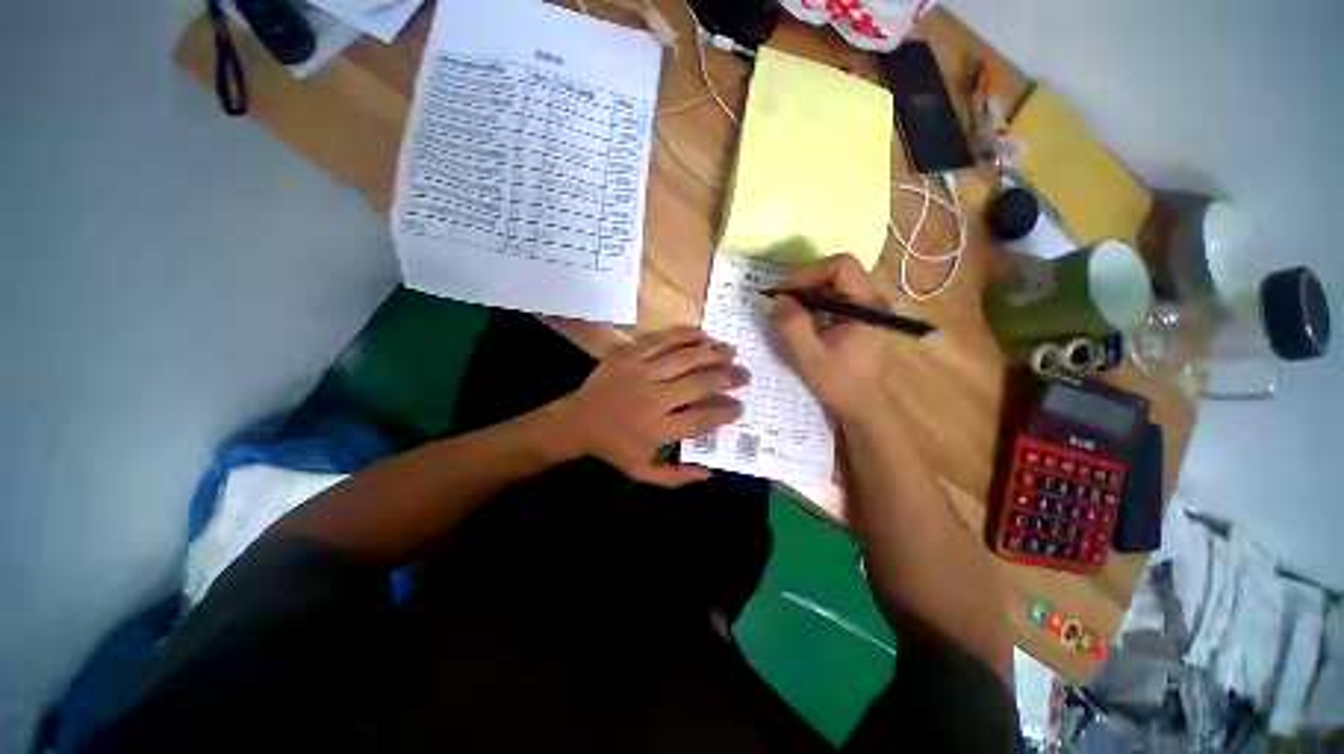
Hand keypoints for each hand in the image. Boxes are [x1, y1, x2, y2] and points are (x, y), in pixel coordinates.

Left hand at [557, 326, 747, 486]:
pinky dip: (685, 335)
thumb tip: (710, 472)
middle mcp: (653, 399)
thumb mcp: (642, 472)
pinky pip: (662, 339)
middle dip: (728, 377)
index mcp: (658, 430)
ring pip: (684, 358)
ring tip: (731, 350)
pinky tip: (703, 335)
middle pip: (699, 384)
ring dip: (712, 352)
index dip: (726, 411)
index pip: (702, 419)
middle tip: (745, 375)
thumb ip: (676, 477)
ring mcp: (639, 372)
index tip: (740, 406)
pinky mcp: (628, 354)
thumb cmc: (614, 447)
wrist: (577, 421)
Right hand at [771, 254, 888, 419]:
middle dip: (805, 282)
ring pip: (834, 284)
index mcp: (868, 306)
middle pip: (837, 272)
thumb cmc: (839, 384)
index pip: (841, 266)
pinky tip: (801, 321)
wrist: (862, 407)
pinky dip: (813, 304)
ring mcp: (867, 309)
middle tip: (782, 301)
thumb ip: (793, 326)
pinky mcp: (859, 318)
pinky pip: (834, 299)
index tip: (786, 292)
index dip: (809, 272)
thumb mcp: (810, 357)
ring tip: (788, 311)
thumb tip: (779, 298)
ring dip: (807, 293)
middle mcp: (872, 300)